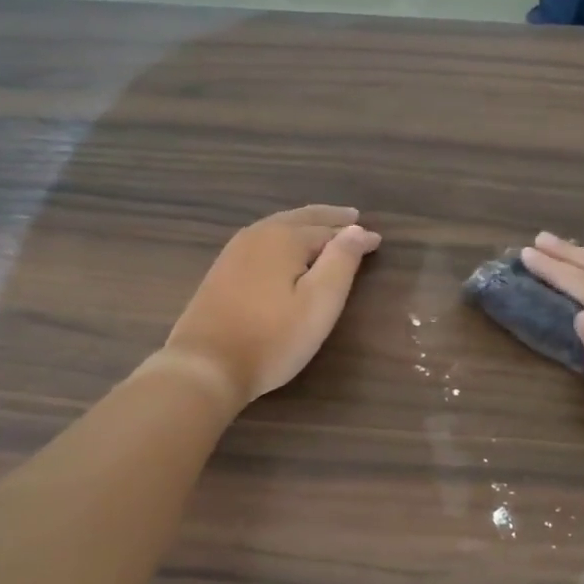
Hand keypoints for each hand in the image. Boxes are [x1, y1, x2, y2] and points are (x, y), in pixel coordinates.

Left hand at [162, 206, 381, 406]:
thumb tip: (358, 229)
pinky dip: (283, 237)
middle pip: (301, 219)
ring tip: (324, 228)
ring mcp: (235, 251)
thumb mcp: (319, 302)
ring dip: (305, 224)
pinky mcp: (221, 270)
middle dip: (329, 218)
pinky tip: (285, 249)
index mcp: (285, 238)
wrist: (205, 365)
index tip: (378, 241)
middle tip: (352, 218)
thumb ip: (342, 261)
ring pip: (278, 227)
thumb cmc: (272, 338)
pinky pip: (262, 240)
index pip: (329, 229)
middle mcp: (258, 234)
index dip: (355, 235)